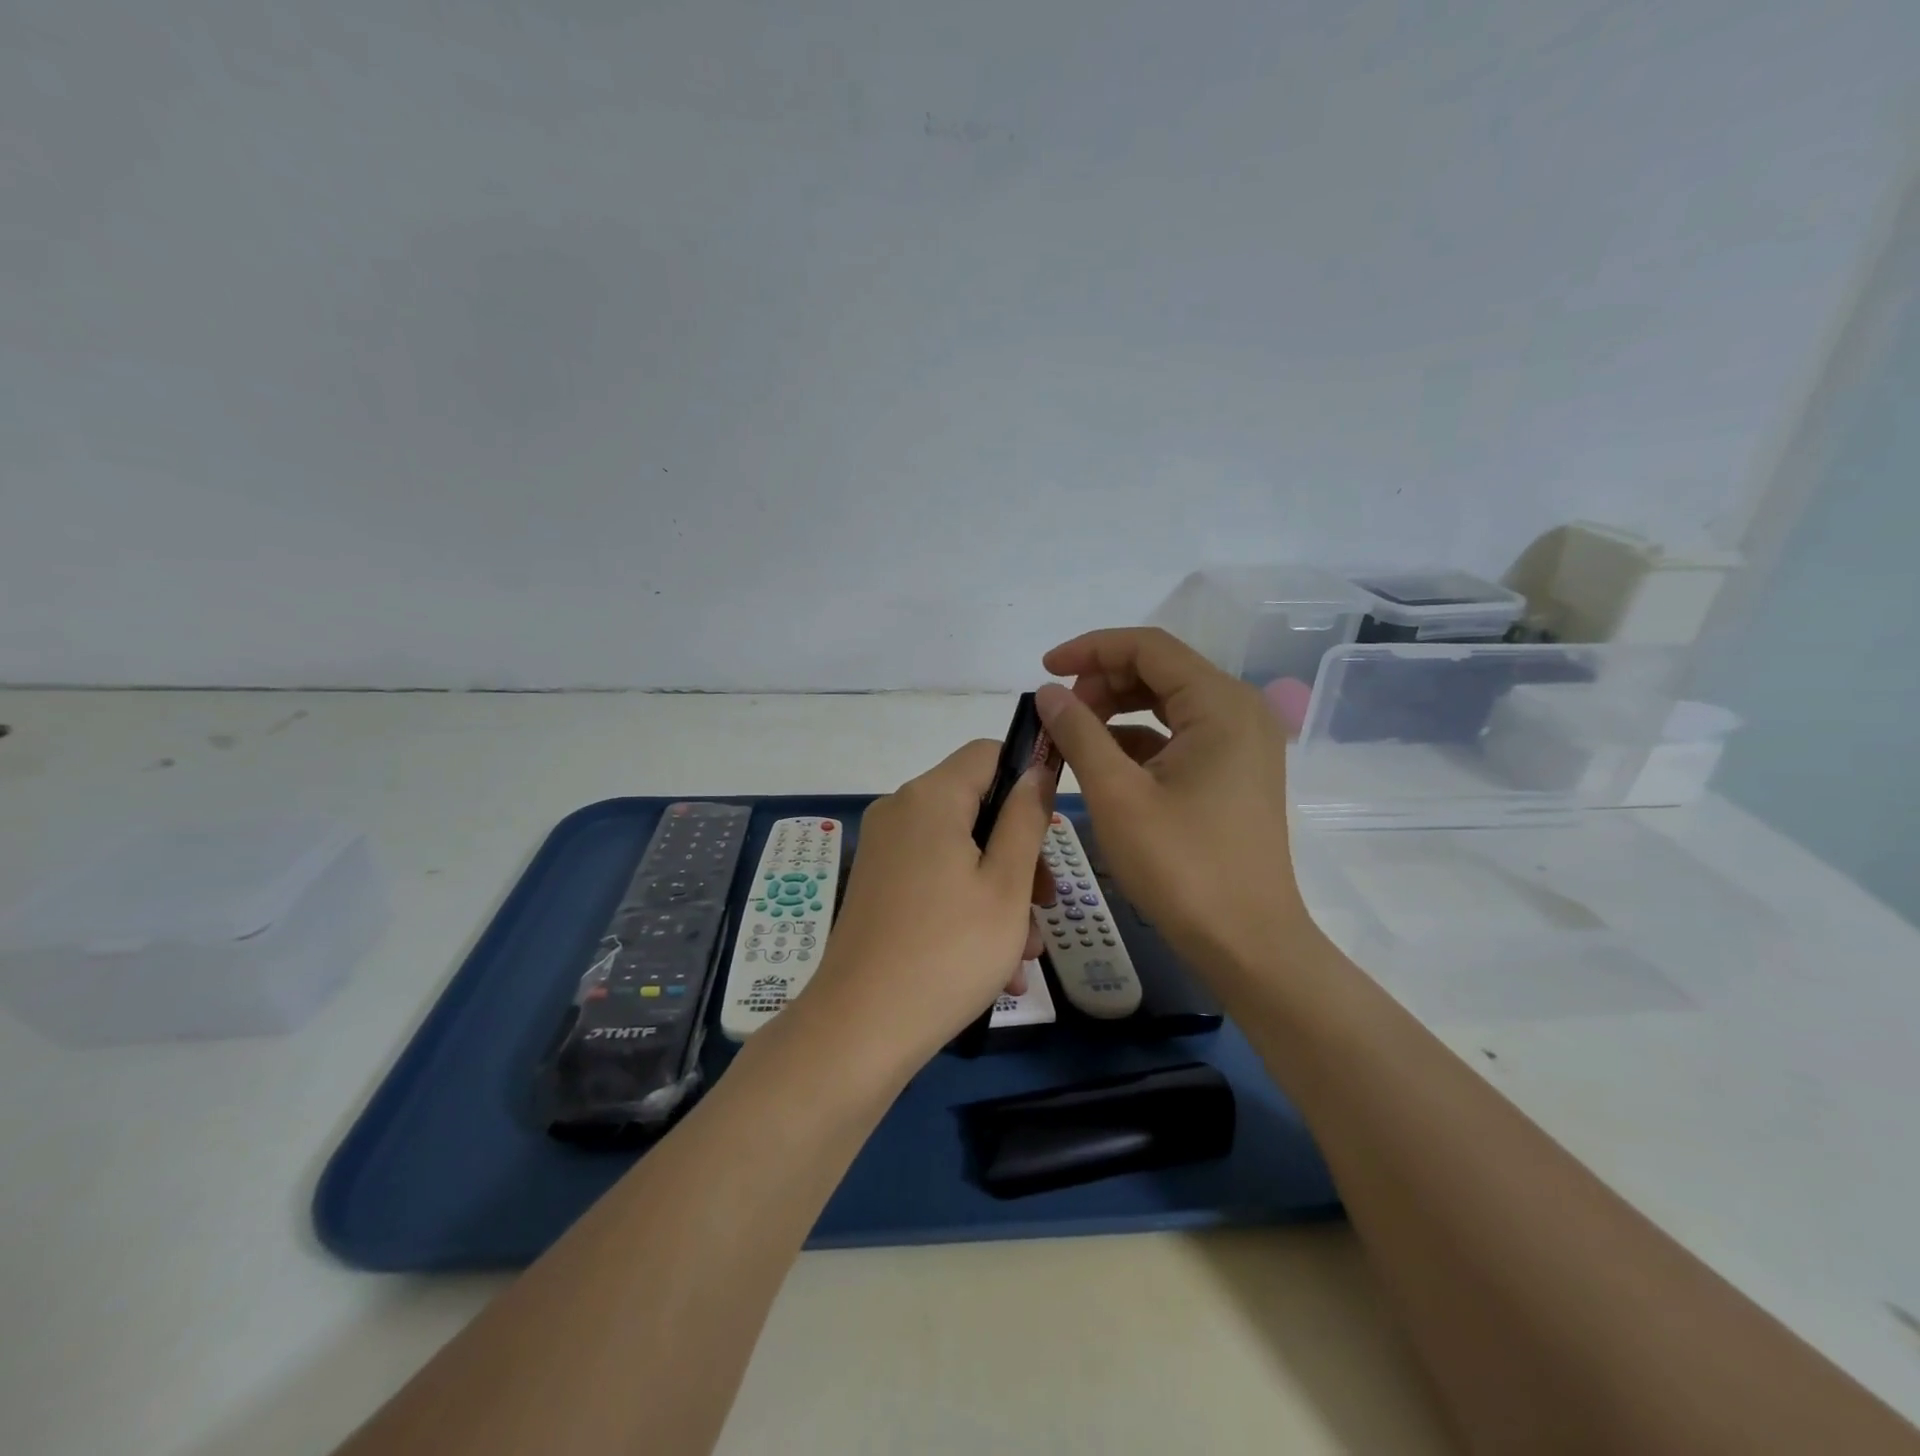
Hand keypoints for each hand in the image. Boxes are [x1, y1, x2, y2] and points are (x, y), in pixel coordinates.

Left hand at [794, 740, 1054, 1068]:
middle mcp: (899, 811)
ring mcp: (883, 850)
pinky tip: (996, 967)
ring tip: (1024, 955)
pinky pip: (935, 879)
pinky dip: (967, 907)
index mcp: (930, 797)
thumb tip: (1035, 770)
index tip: (1054, 825)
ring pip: (960, 852)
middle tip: (1046, 906)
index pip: (987, 753)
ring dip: (1000, 893)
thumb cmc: (949, 951)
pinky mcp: (876, 885)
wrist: (860, 1028)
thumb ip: (1026, 819)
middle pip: (976, 807)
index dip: (1028, 775)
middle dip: (1019, 854)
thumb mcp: (1007, 885)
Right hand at [1035, 628, 1309, 981]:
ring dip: (1117, 710)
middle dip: (1103, 681)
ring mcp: (1242, 743)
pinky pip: (1180, 736)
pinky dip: (1139, 739)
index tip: (1045, 671)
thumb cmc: (1182, 868)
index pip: (1149, 647)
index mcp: (1220, 704)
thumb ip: (1079, 733)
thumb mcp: (1117, 796)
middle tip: (1059, 714)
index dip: (1090, 649)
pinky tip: (1104, 763)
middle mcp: (1239, 711)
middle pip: (1161, 670)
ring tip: (1074, 737)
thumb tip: (1048, 693)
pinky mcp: (1234, 772)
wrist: (1247, 943)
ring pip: (1168, 702)